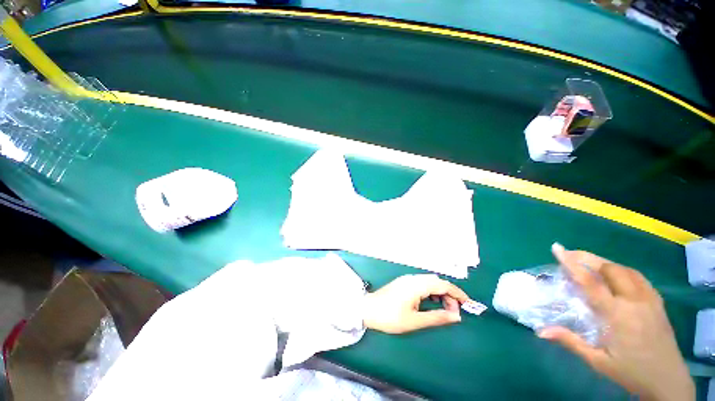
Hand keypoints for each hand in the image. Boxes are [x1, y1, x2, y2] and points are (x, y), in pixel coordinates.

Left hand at [363, 274, 469, 333]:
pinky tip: (432, 302)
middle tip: (454, 312)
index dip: (457, 293)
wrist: (368, 309)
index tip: (468, 304)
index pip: (442, 284)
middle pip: (437, 281)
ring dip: (440, 292)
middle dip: (449, 294)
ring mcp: (408, 279)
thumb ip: (437, 317)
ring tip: (445, 309)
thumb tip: (456, 316)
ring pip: (430, 281)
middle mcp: (413, 278)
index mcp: (417, 285)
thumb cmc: (390, 317)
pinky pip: (422, 283)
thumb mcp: (415, 321)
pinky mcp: (404, 282)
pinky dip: (431, 291)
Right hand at [539, 243, 693, 400]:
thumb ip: (571, 342)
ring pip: (626, 270)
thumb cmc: (630, 372)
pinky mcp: (658, 302)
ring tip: (591, 264)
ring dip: (606, 264)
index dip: (571, 263)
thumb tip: (541, 331)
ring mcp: (649, 300)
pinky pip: (639, 278)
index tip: (557, 248)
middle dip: (588, 258)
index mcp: (617, 314)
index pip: (590, 282)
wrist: (668, 380)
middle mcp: (634, 301)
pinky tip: (617, 277)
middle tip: (571, 256)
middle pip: (610, 269)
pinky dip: (623, 271)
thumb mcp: (598, 361)